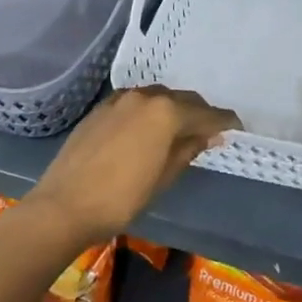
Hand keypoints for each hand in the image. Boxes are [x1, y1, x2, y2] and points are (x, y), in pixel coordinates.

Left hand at [22, 86, 239, 250]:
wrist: (64, 205)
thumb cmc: (121, 197)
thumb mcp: (164, 176)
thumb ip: (188, 149)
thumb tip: (209, 135)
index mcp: (166, 112)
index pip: (207, 114)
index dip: (225, 121)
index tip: (237, 128)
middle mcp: (146, 96)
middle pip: (183, 99)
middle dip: (200, 113)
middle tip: (210, 131)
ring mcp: (120, 99)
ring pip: (158, 97)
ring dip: (174, 109)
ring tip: (180, 130)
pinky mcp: (101, 108)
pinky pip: (136, 103)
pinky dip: (149, 111)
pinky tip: (148, 129)